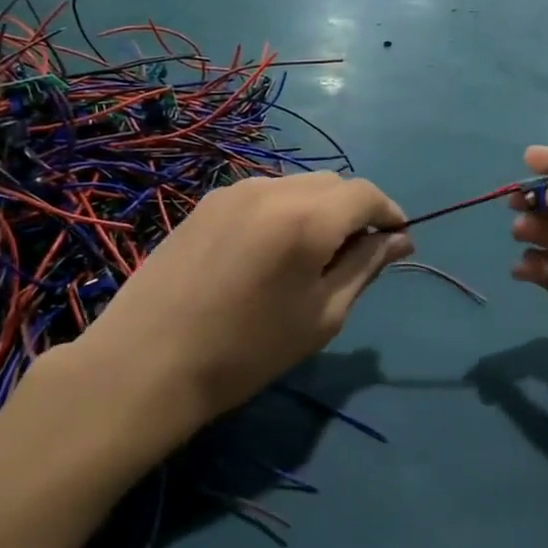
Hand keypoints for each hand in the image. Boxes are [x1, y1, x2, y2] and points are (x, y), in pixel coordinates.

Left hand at [67, 172, 410, 436]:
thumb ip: (365, 267)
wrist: (147, 363)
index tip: (397, 241)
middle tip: (355, 257)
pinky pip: (264, 195)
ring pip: (298, 186)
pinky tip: (271, 253)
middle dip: (355, 211)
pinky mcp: (207, 202)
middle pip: (334, 184)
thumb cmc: (247, 350)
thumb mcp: (322, 315)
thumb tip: (400, 239)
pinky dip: (285, 211)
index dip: (389, 213)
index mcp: (307, 217)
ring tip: (311, 257)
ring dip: (320, 209)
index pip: (366, 194)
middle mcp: (273, 189)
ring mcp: (234, 191)